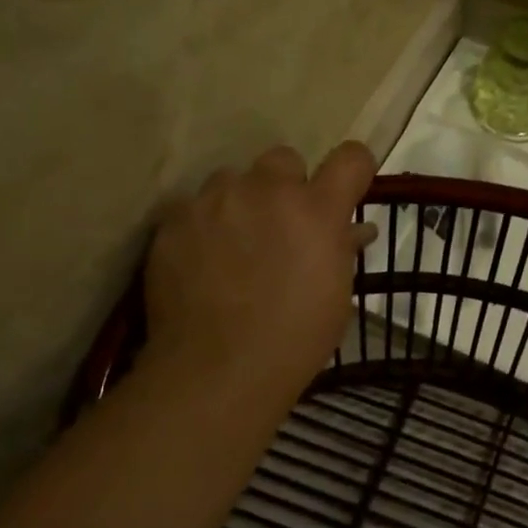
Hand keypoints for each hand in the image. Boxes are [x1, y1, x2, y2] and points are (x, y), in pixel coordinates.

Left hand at [142, 141, 378, 407]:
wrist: (218, 369)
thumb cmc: (295, 339)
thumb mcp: (336, 296)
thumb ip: (342, 250)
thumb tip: (351, 230)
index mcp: (316, 210)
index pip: (350, 158)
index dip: (353, 171)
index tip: (346, 190)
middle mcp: (266, 191)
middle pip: (284, 159)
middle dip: (287, 186)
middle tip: (281, 227)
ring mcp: (215, 201)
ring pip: (232, 179)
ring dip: (241, 202)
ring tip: (234, 245)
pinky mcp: (174, 220)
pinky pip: (194, 207)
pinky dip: (202, 226)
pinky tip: (201, 262)